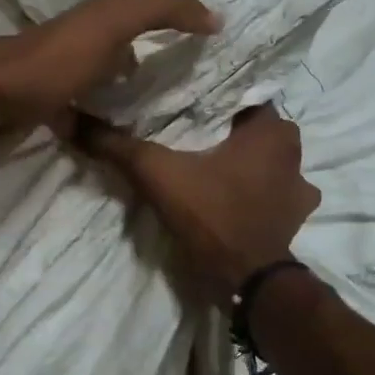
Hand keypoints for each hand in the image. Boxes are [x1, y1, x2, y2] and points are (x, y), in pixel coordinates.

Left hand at [0, 0, 216, 164]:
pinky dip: (100, 126)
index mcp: (94, 18)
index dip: (175, 23)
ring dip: (126, 97)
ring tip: (163, 121)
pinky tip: (119, 144)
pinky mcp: (40, 113)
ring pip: (102, 84)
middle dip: (151, 62)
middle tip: (191, 89)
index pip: (144, 13)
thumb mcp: (111, 22)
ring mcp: (56, 79)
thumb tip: (215, 16)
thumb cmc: (49, 61)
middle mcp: (77, 43)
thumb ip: (161, 8)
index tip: (209, 47)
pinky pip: (82, 117)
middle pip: (123, 49)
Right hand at [72, 104, 319, 301]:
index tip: (180, 102)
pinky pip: (272, 190)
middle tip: (188, 132)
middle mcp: (294, 151)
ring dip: (242, 161)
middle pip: (251, 127)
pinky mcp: (294, 216)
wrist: (246, 280)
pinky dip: (254, 190)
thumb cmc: (211, 214)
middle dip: (224, 129)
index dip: (208, 98)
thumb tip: (73, 120)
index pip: (239, 94)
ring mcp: (300, 186)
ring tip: (207, 164)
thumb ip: (118, 145)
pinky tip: (229, 195)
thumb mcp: (156, 173)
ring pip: (264, 159)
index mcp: (271, 129)